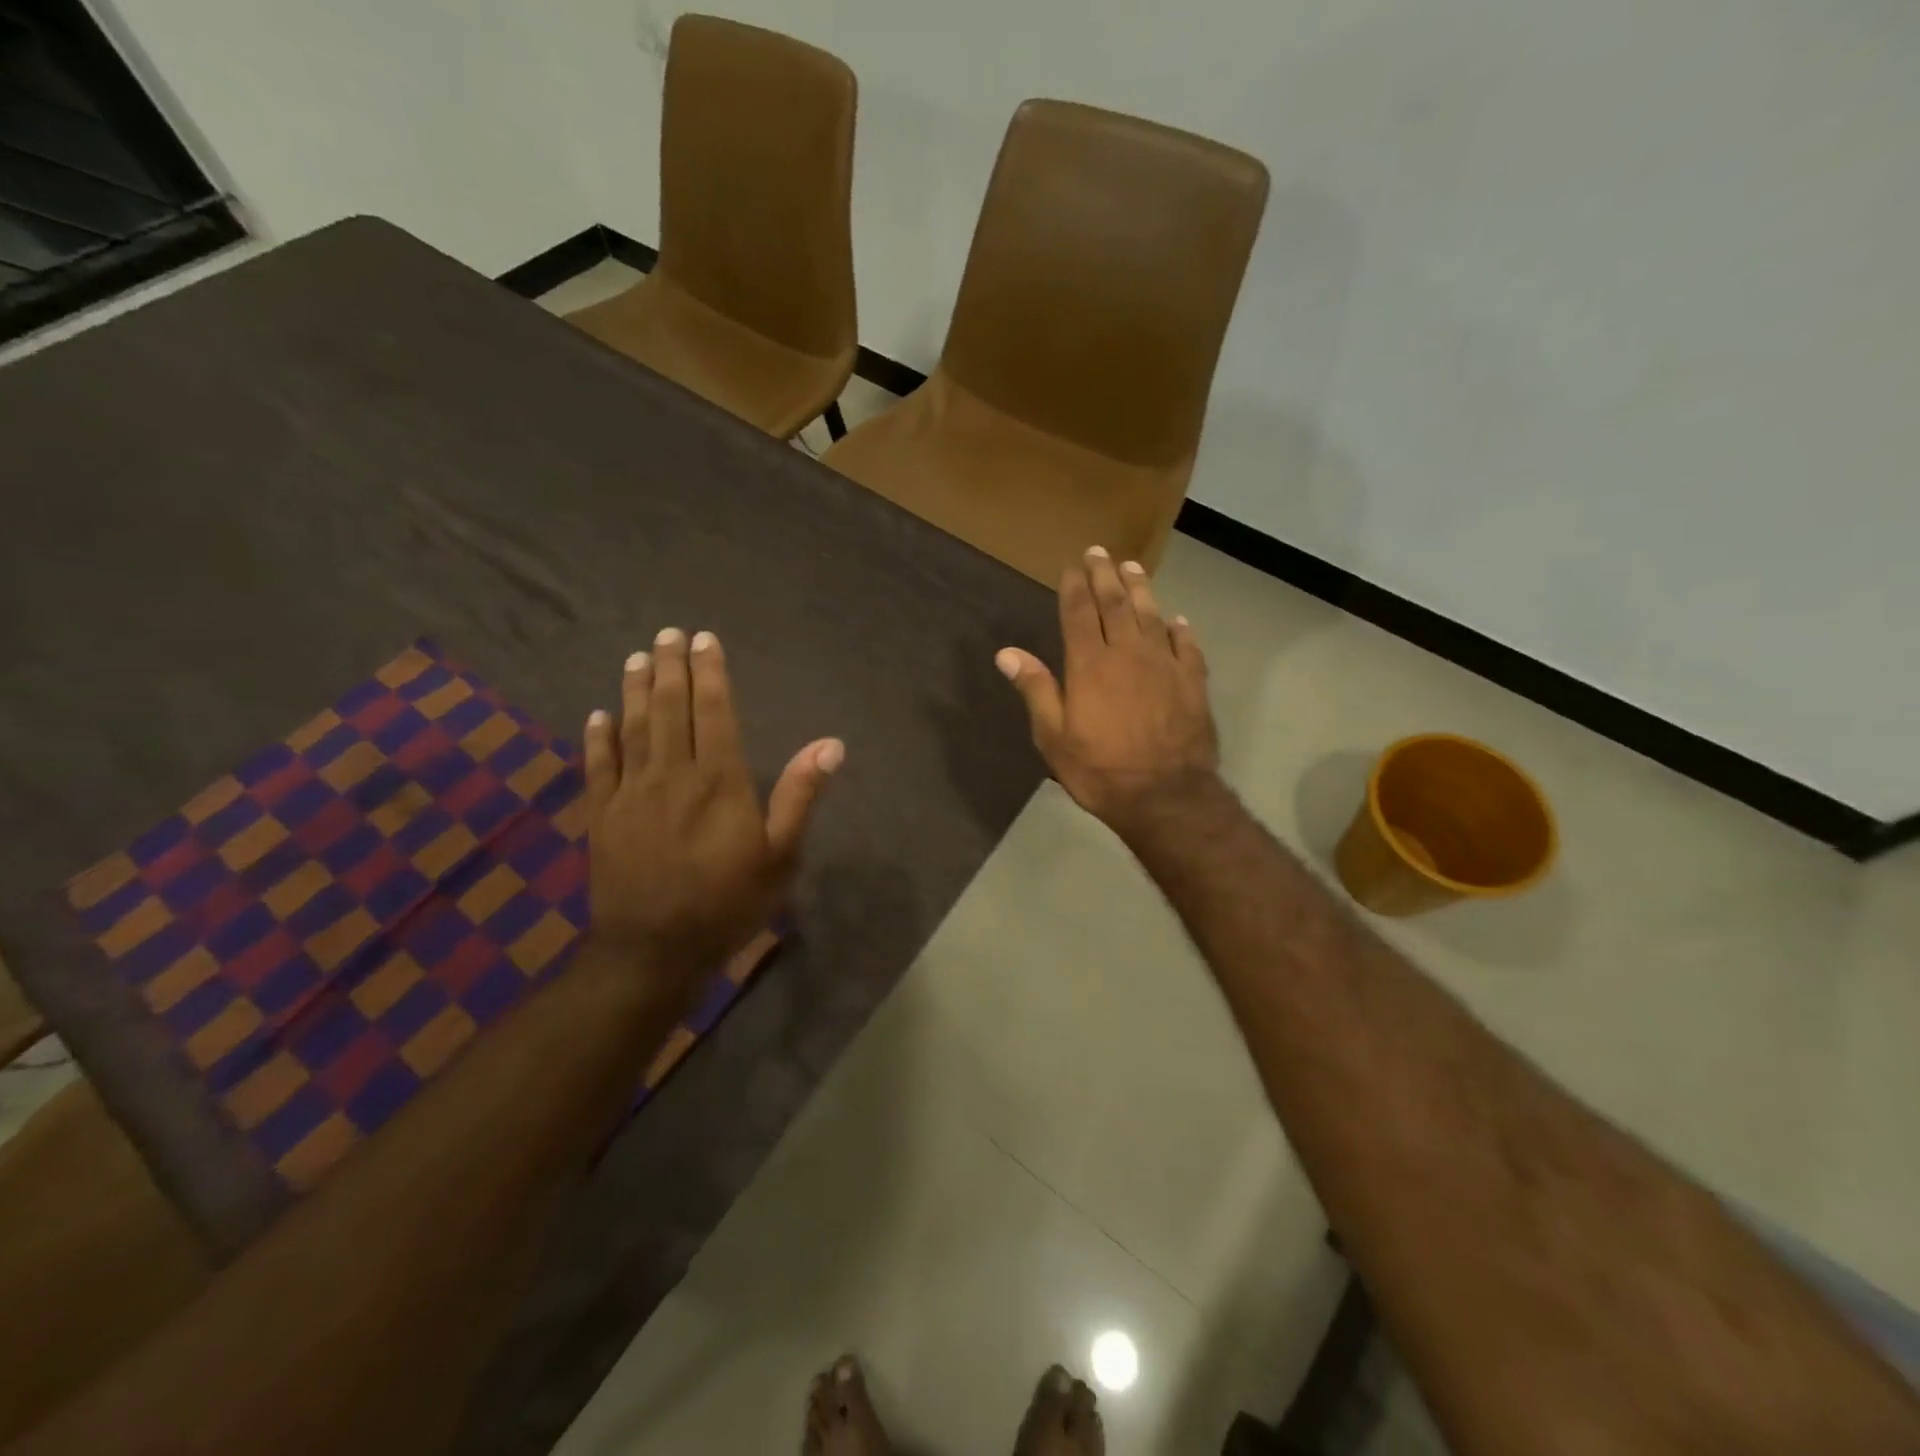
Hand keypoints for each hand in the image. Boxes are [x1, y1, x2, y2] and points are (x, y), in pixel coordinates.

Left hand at [582, 628, 842, 999]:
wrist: (654, 950)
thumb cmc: (727, 902)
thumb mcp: (780, 855)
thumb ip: (800, 795)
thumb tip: (830, 745)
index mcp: (719, 780)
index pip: (715, 712)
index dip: (711, 673)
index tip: (705, 640)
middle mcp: (672, 774)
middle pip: (670, 709)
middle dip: (671, 668)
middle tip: (668, 633)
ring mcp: (631, 793)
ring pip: (633, 728)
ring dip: (635, 690)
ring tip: (638, 658)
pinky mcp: (602, 816)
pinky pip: (597, 766)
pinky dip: (597, 737)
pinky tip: (598, 714)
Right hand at [996, 547, 1218, 835]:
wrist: (1165, 796)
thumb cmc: (1101, 770)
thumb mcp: (1054, 737)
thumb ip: (1036, 690)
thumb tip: (1007, 653)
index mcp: (1090, 664)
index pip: (1080, 612)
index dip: (1075, 586)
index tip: (1072, 565)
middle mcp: (1128, 653)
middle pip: (1116, 604)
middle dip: (1105, 575)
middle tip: (1099, 552)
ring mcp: (1165, 665)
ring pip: (1152, 616)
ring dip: (1141, 589)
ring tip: (1132, 567)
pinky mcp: (1193, 682)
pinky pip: (1187, 646)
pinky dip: (1180, 629)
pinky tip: (1177, 620)